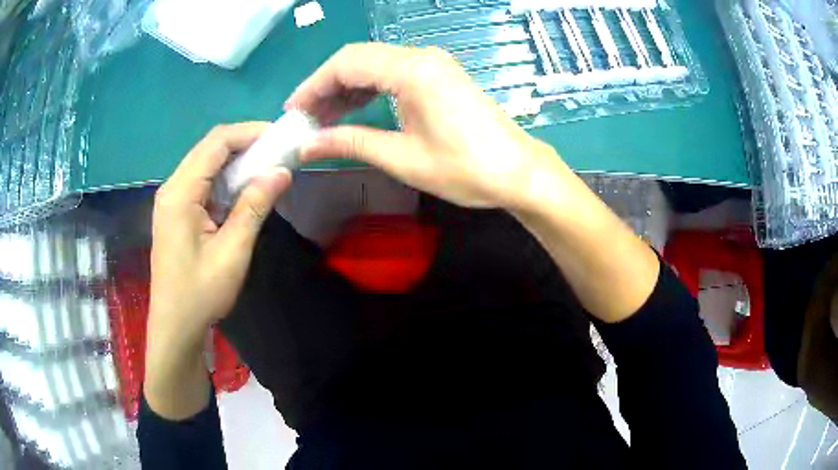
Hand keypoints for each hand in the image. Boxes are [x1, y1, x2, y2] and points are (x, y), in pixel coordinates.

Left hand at [145, 123, 291, 419]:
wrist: (176, 326)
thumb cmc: (201, 293)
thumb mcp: (232, 251)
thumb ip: (255, 206)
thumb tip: (282, 171)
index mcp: (180, 193)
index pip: (216, 143)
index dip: (249, 132)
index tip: (281, 137)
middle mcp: (172, 187)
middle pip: (210, 148)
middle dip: (245, 144)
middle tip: (278, 152)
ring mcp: (172, 199)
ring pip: (207, 164)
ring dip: (236, 162)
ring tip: (267, 168)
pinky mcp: (176, 212)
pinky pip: (203, 183)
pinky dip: (226, 179)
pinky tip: (244, 190)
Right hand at [286, 43, 567, 210]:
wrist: (518, 173)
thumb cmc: (465, 169)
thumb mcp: (402, 158)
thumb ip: (350, 143)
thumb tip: (307, 145)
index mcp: (412, 70)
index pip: (346, 64)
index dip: (313, 86)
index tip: (294, 112)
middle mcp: (421, 57)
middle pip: (358, 59)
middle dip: (325, 87)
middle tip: (305, 119)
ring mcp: (433, 64)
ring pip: (374, 65)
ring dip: (346, 88)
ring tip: (324, 120)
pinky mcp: (439, 76)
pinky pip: (393, 73)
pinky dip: (369, 90)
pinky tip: (354, 111)